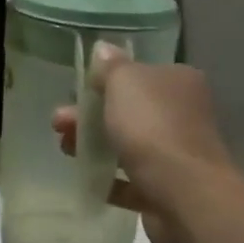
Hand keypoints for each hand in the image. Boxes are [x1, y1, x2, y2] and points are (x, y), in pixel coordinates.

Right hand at [52, 49, 234, 242]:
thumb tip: (103, 49)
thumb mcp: (124, 82)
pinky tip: (86, 179)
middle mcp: (183, 114)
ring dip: (93, 145)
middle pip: (128, 110)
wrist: (183, 193)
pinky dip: (108, 179)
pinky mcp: (167, 188)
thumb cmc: (152, 126)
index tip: (77, 91)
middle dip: (90, 115)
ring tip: (64, 149)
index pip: (139, 75)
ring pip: (127, 144)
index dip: (105, 81)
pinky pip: (131, 180)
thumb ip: (111, 66)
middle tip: (59, 123)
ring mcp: (177, 153)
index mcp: (178, 82)